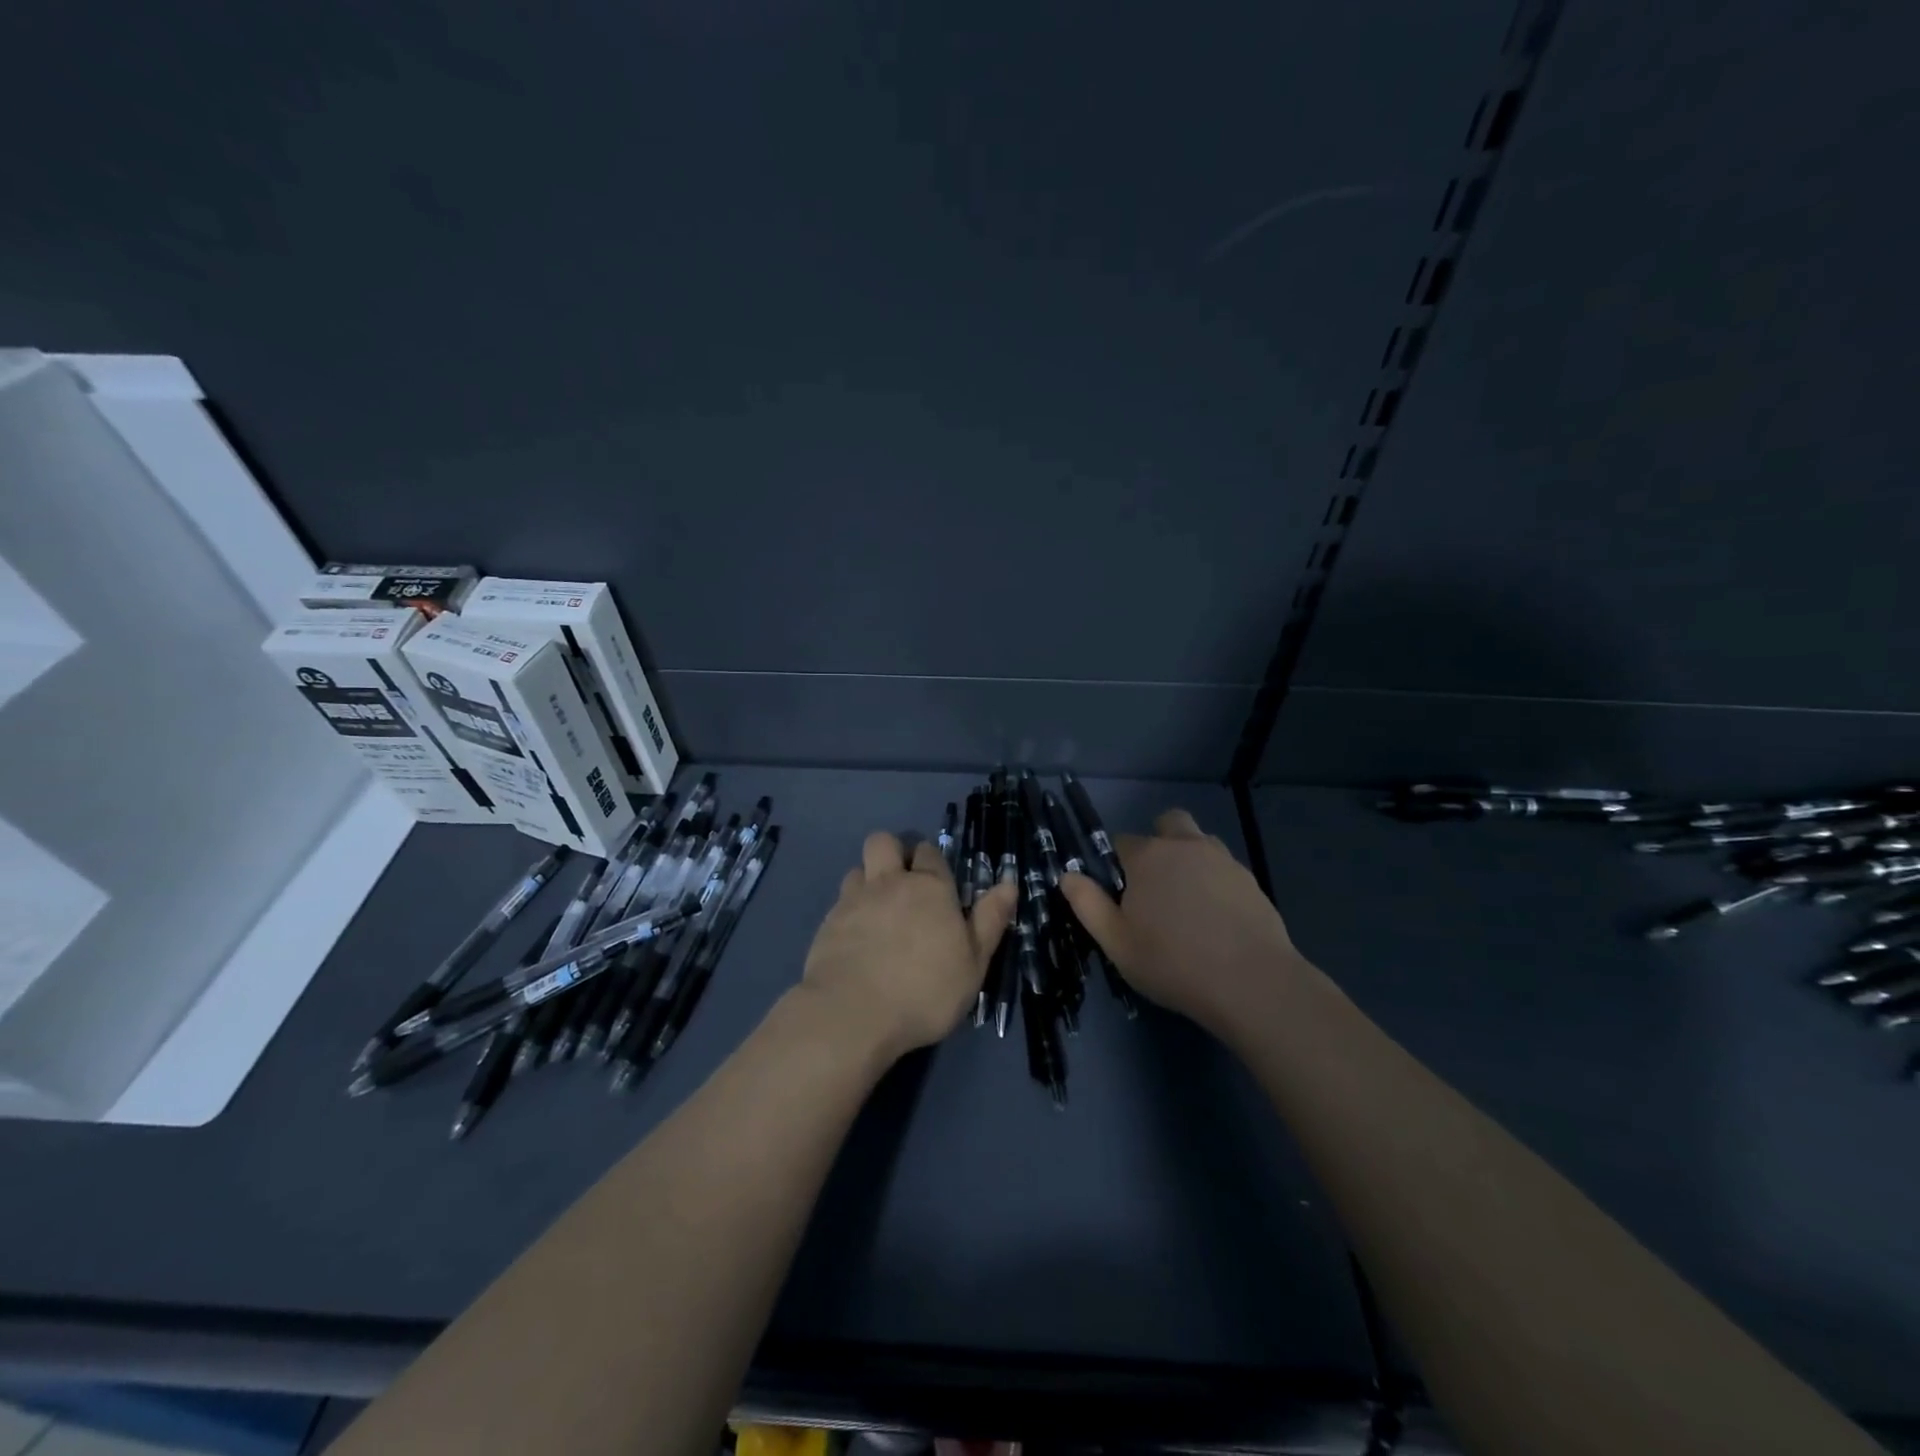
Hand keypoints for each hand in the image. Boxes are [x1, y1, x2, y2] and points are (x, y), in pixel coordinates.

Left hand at [802, 831, 1017, 1061]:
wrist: (853, 1013)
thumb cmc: (925, 991)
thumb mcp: (973, 963)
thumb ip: (990, 920)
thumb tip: (1008, 883)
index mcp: (930, 887)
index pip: (930, 853)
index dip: (932, 861)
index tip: (937, 882)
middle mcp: (890, 882)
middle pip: (884, 842)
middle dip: (892, 853)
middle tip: (902, 884)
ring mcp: (853, 900)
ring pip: (858, 869)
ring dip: (867, 880)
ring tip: (877, 911)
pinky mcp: (827, 923)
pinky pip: (839, 902)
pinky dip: (849, 911)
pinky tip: (856, 938)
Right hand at [1059, 808, 1300, 1042]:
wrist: (1252, 984)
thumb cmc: (1172, 962)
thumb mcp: (1116, 941)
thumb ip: (1087, 904)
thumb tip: (1068, 875)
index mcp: (1148, 856)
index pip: (1122, 841)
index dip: (1117, 864)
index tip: (1120, 895)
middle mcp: (1186, 846)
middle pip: (1168, 823)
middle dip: (1158, 842)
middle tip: (1155, 886)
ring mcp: (1223, 860)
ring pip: (1200, 842)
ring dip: (1189, 858)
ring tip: (1187, 902)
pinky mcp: (1251, 880)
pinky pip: (1224, 868)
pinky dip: (1215, 881)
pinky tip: (1215, 918)